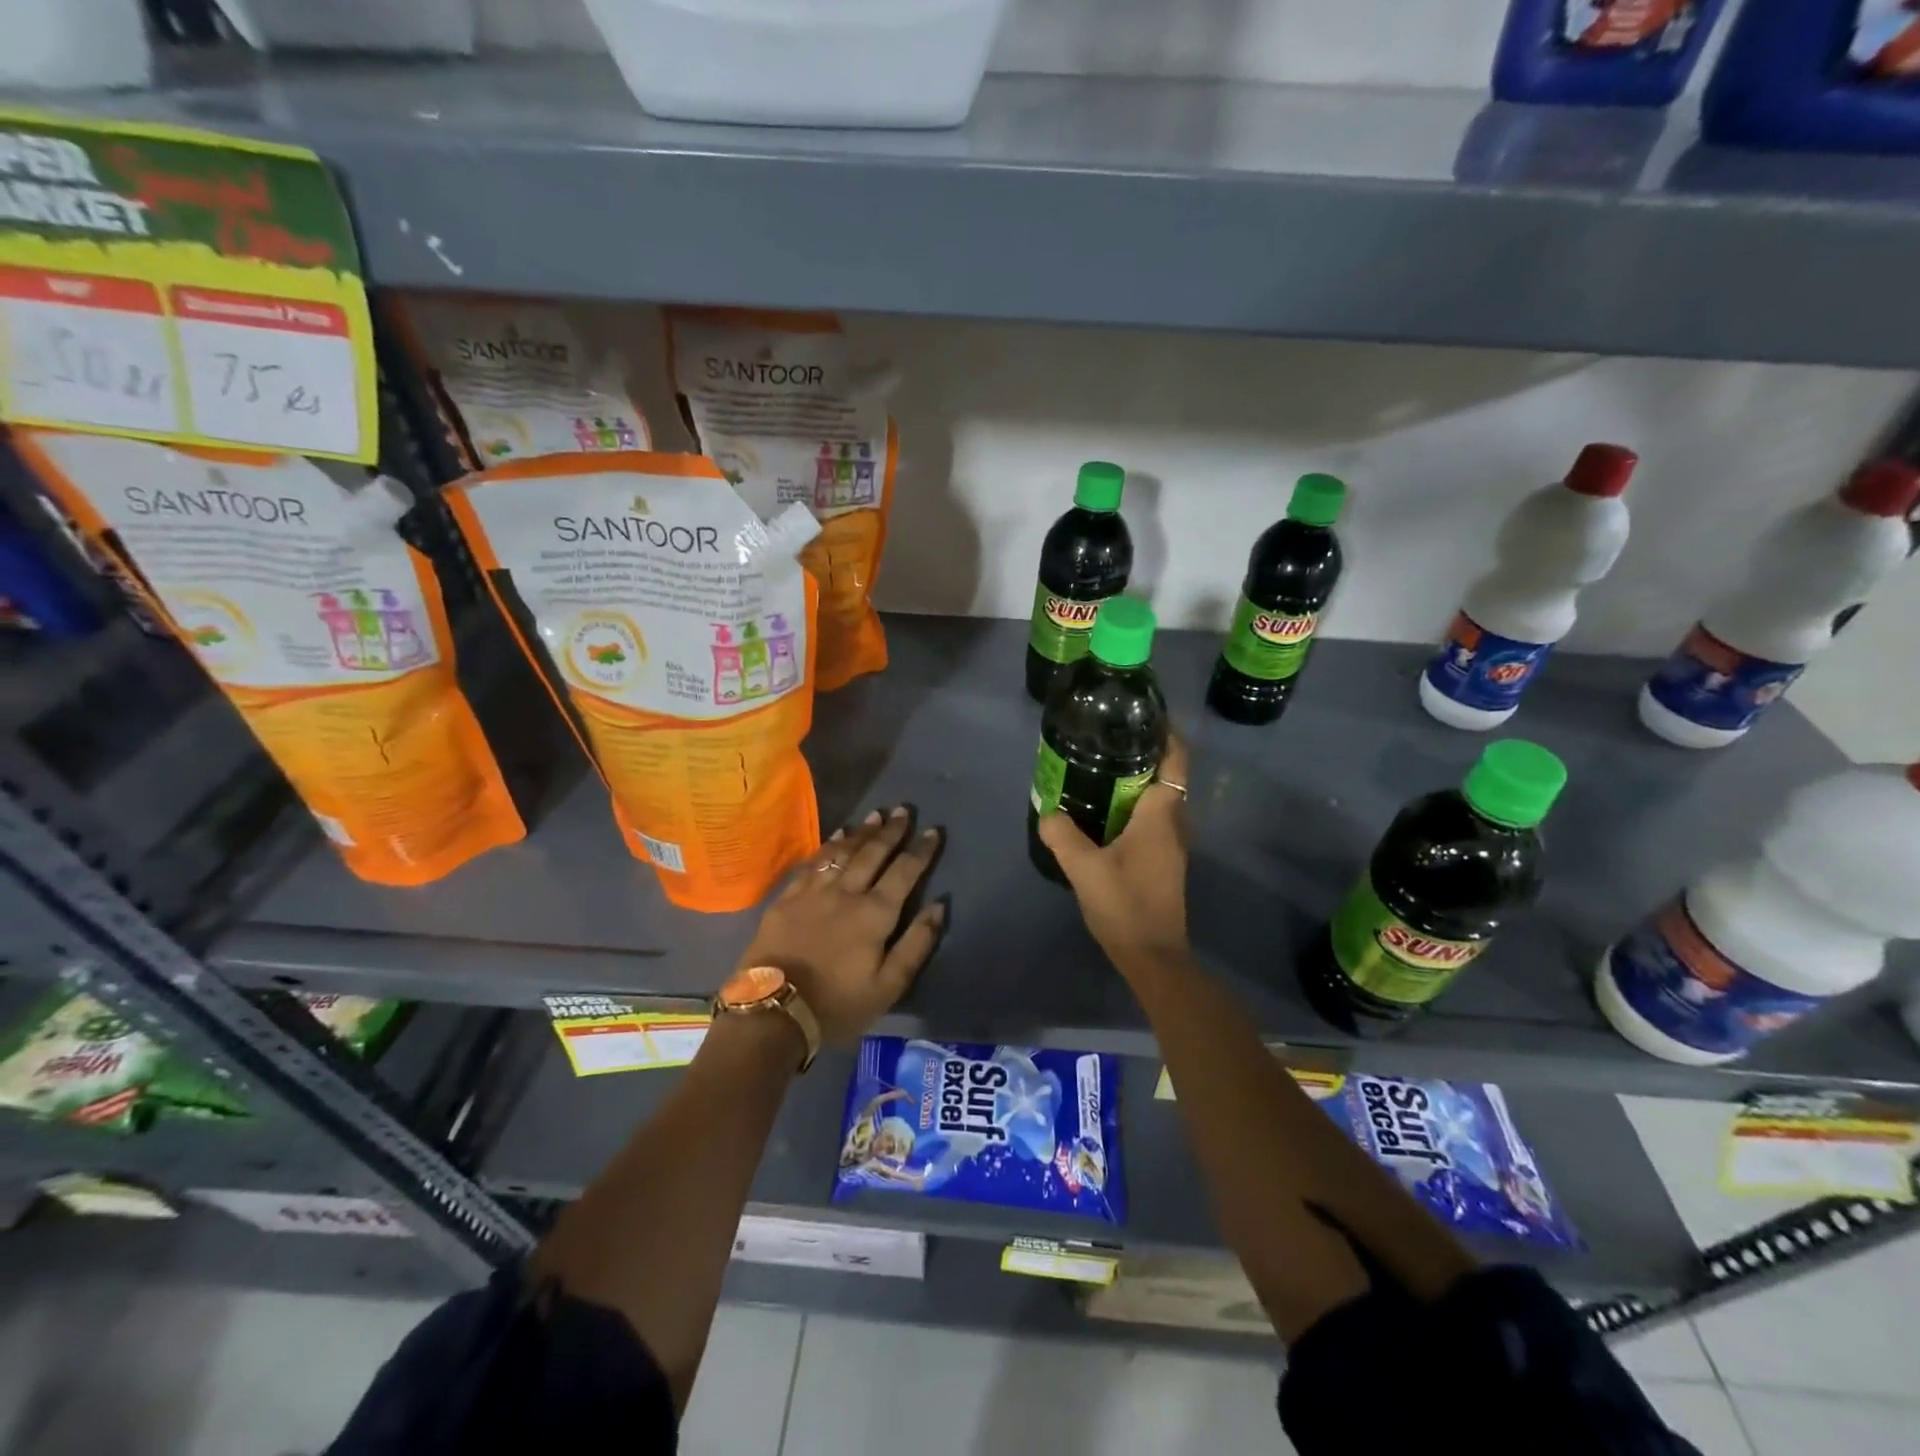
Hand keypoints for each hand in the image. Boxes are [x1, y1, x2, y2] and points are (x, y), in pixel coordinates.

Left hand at [740, 806, 946, 1046]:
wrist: (774, 1010)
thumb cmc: (838, 1004)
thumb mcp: (888, 987)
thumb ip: (916, 944)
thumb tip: (938, 905)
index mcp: (875, 914)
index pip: (905, 872)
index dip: (921, 850)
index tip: (934, 831)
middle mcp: (847, 892)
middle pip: (873, 853)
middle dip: (892, 831)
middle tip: (903, 810)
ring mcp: (814, 892)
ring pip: (843, 851)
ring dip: (862, 832)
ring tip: (876, 815)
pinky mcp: (789, 898)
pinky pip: (814, 862)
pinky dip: (829, 845)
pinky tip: (837, 835)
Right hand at [1037, 732, 1190, 971]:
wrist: (1153, 957)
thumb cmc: (1125, 905)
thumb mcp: (1084, 868)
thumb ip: (1063, 835)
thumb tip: (1049, 810)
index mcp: (1160, 815)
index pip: (1175, 760)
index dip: (1166, 733)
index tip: (1143, 716)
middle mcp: (1174, 823)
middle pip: (1166, 776)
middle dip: (1142, 754)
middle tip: (1106, 741)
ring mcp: (1172, 844)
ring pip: (1160, 799)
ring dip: (1137, 782)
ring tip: (1100, 771)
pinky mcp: (1164, 861)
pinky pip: (1153, 820)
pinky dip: (1135, 807)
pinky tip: (1105, 814)